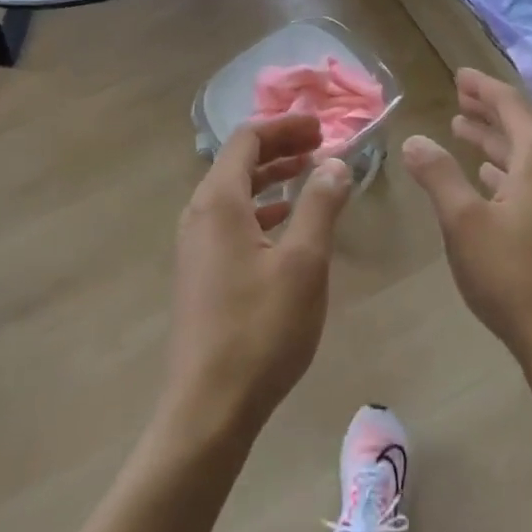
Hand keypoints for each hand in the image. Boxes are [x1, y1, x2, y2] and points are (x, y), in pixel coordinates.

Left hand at [165, 115, 351, 443]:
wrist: (210, 405)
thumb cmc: (260, 328)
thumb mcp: (304, 263)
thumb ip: (320, 206)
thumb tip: (335, 163)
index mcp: (219, 202)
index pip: (247, 139)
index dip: (284, 126)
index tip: (321, 127)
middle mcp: (199, 214)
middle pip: (238, 162)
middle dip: (280, 148)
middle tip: (321, 146)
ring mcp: (196, 245)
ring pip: (235, 193)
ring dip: (272, 178)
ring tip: (310, 176)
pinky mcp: (201, 272)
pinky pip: (232, 221)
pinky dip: (262, 210)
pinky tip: (287, 223)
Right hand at [402, 70, 531, 369]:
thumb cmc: (510, 274)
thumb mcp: (463, 221)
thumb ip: (438, 175)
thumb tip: (414, 139)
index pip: (511, 107)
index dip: (483, 88)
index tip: (459, 75)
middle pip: (522, 128)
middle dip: (488, 111)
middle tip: (458, 96)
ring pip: (525, 156)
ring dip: (493, 140)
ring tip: (462, 129)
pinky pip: (529, 181)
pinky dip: (504, 170)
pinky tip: (486, 177)